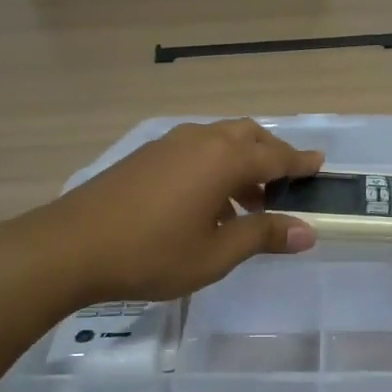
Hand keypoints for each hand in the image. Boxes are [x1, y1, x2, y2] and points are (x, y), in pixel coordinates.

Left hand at [16, 119, 323, 306]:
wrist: (71, 246)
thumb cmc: (152, 254)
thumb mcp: (216, 254)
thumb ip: (262, 236)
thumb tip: (307, 232)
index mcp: (223, 159)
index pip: (276, 155)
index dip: (300, 163)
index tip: (320, 165)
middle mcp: (199, 140)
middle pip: (248, 136)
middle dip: (272, 156)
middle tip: (285, 185)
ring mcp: (168, 144)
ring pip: (219, 141)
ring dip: (242, 162)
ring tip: (249, 202)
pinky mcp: (146, 156)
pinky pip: (195, 150)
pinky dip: (215, 166)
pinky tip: (208, 203)